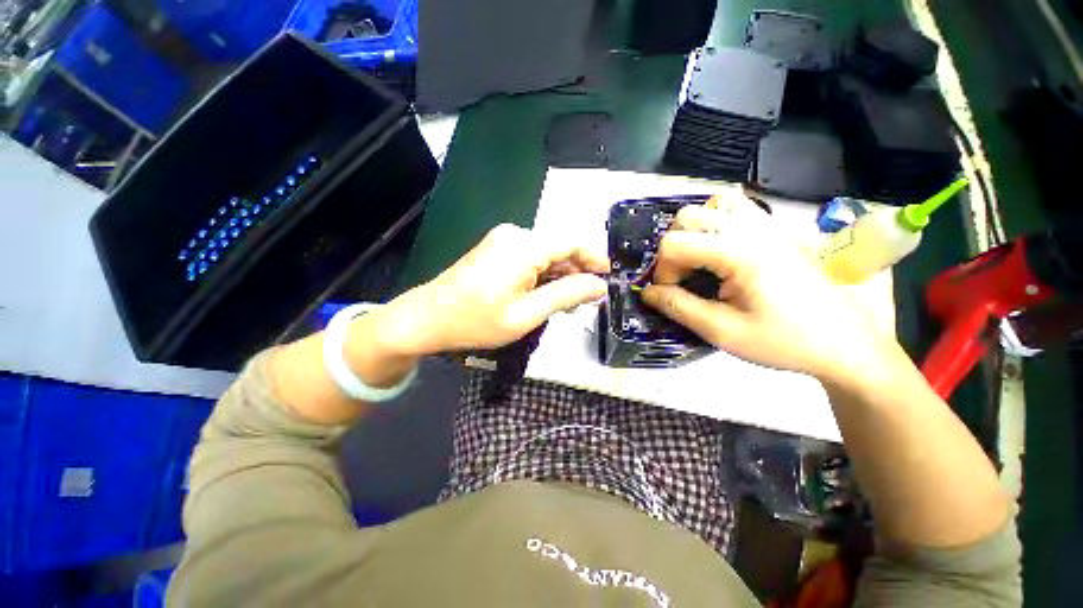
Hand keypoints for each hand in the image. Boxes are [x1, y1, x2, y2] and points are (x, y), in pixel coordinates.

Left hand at [374, 224, 608, 355]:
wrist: (427, 318)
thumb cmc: (475, 321)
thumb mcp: (526, 314)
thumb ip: (566, 296)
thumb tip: (599, 286)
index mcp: (524, 246)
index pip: (572, 242)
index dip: (595, 258)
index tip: (608, 279)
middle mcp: (515, 234)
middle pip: (560, 248)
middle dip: (577, 272)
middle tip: (587, 302)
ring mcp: (503, 240)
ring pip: (546, 254)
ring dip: (560, 276)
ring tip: (568, 305)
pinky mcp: (497, 249)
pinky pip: (531, 258)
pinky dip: (544, 275)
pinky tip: (546, 296)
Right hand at [641, 204, 898, 383]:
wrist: (844, 343)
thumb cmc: (784, 341)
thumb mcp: (722, 331)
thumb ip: (678, 307)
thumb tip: (646, 293)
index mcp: (739, 254)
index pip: (674, 243)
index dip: (662, 270)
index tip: (671, 294)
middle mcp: (752, 229)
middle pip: (688, 216)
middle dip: (673, 248)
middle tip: (682, 277)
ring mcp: (768, 225)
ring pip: (713, 204)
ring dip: (694, 230)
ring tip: (698, 258)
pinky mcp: (776, 230)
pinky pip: (737, 208)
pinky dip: (717, 222)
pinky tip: (719, 250)